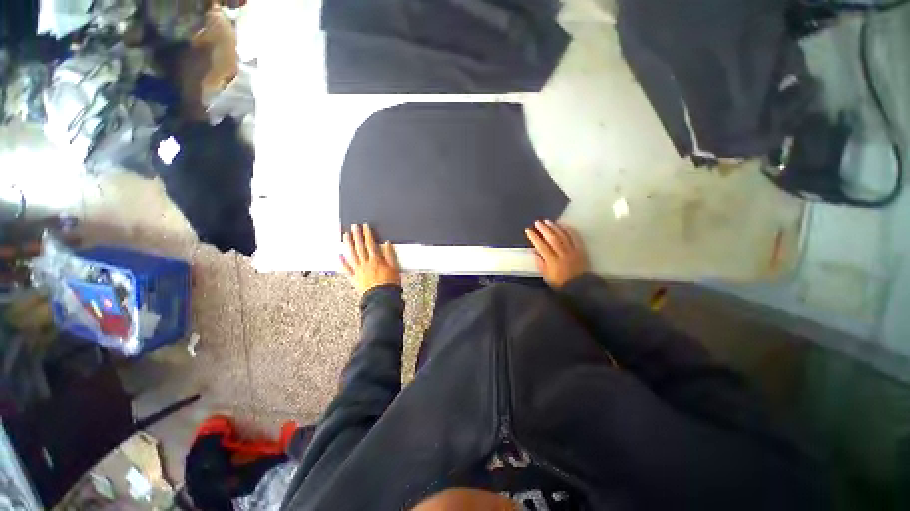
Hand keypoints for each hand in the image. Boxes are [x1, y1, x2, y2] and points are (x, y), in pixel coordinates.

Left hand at [340, 223, 400, 295]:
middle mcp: (366, 264)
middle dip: (357, 235)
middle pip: (360, 247)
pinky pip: (346, 269)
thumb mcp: (394, 268)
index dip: (368, 234)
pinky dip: (342, 262)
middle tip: (354, 226)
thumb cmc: (390, 284)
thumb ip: (390, 255)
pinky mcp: (355, 278)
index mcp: (376, 260)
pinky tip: (339, 255)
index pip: (371, 244)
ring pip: (352, 255)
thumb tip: (387, 243)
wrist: (382, 298)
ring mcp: (359, 271)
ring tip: (345, 235)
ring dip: (348, 244)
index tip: (365, 226)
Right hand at [525, 219, 588, 288]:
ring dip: (554, 227)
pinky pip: (575, 237)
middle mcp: (562, 254)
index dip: (534, 237)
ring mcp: (572, 251)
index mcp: (552, 261)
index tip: (528, 230)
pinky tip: (563, 225)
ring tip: (547, 221)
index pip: (541, 246)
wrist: (580, 287)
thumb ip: (540, 264)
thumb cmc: (560, 283)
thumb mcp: (546, 277)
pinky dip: (568, 230)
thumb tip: (535, 252)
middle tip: (537, 222)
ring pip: (562, 236)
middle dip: (543, 229)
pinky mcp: (580, 250)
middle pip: (552, 238)